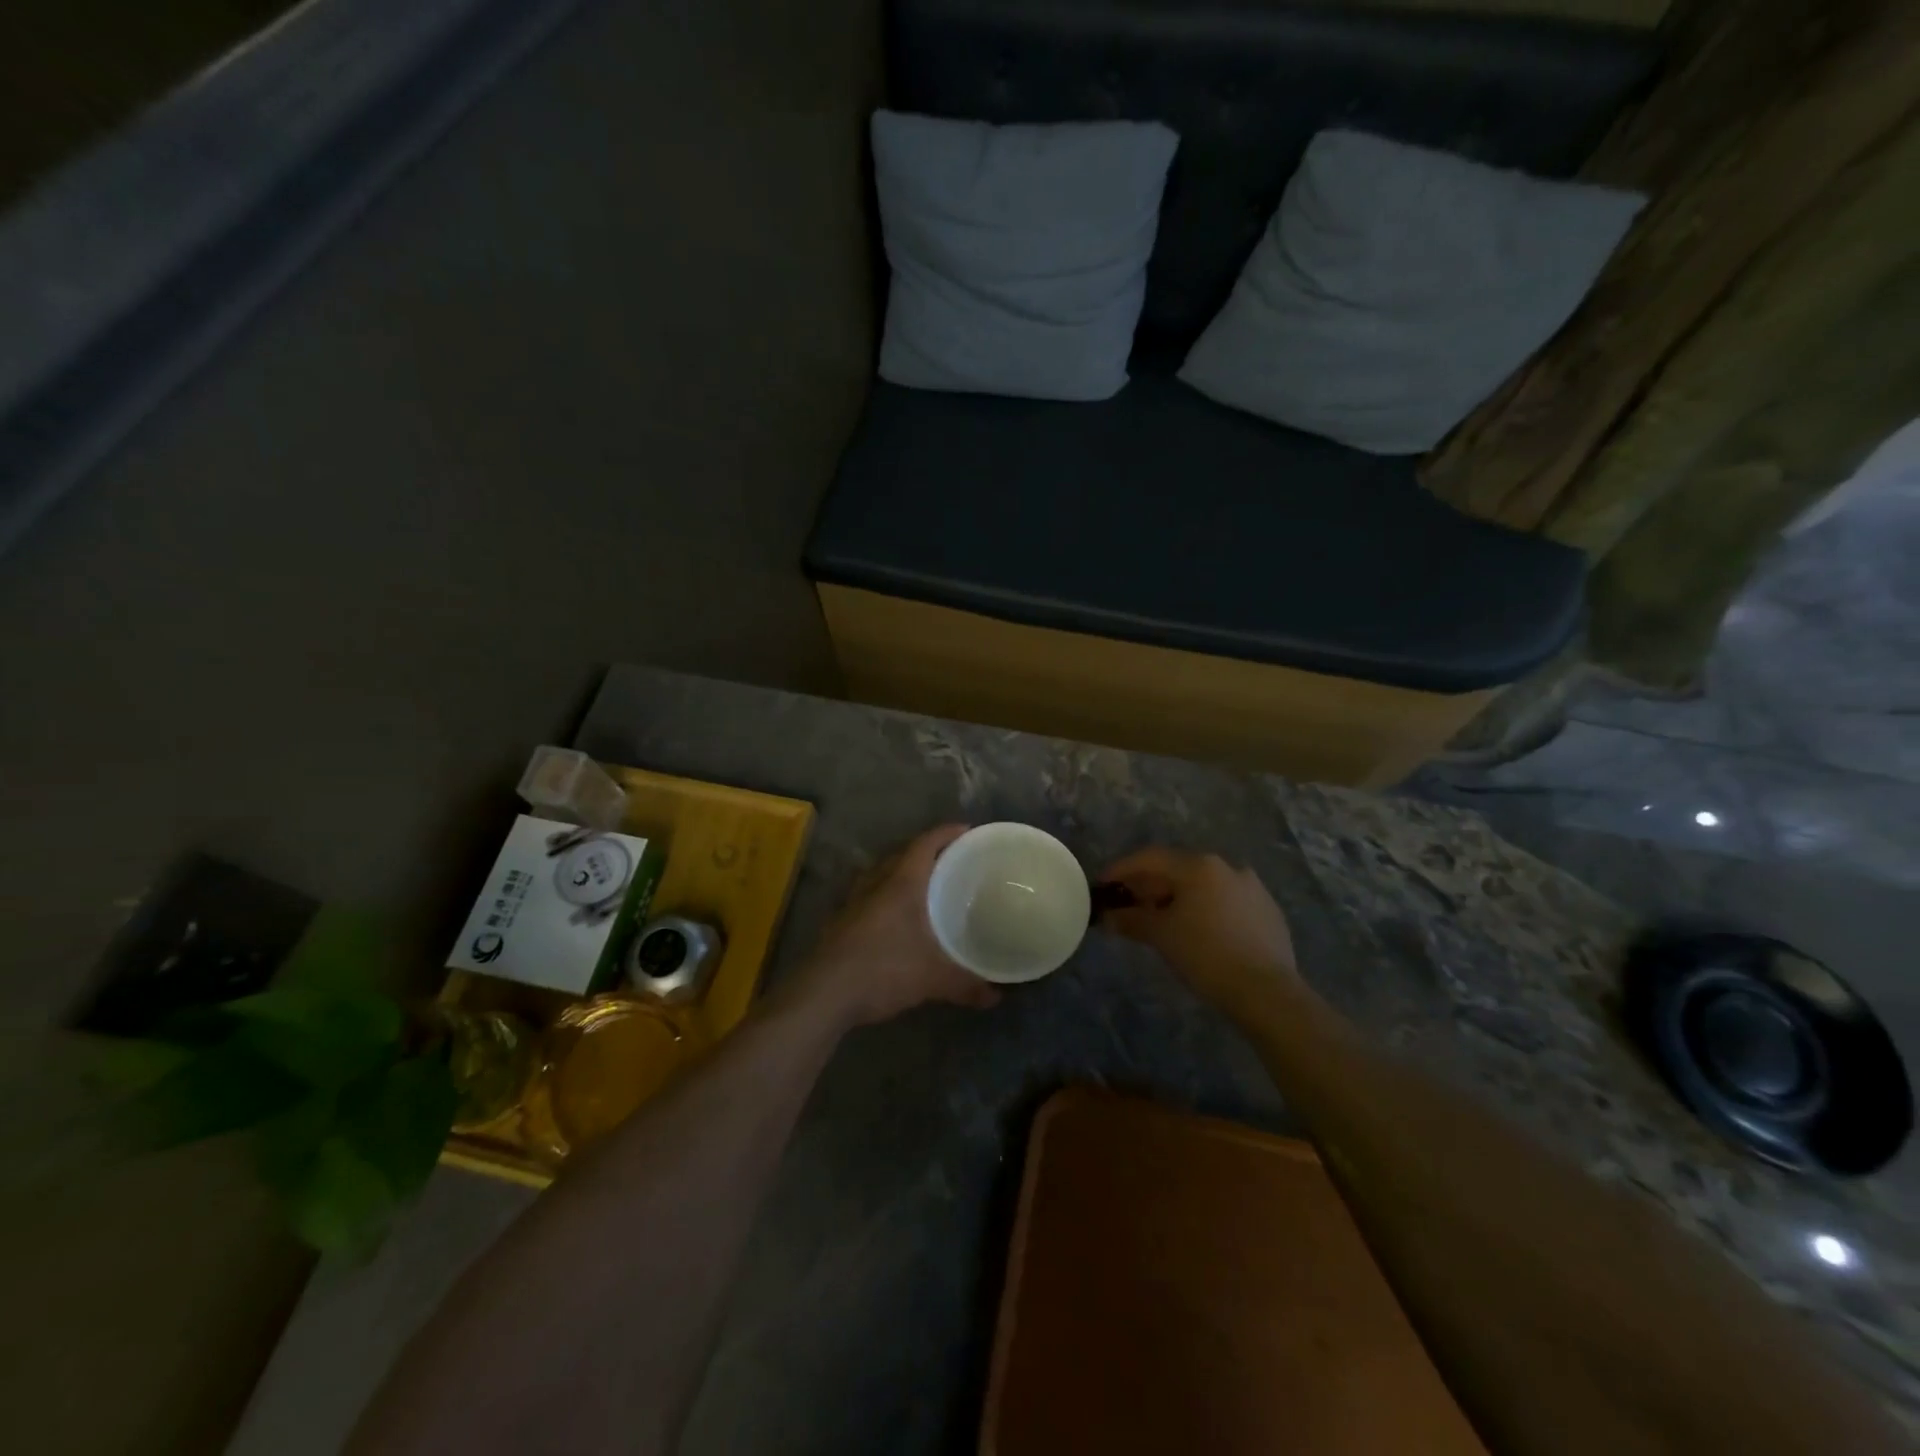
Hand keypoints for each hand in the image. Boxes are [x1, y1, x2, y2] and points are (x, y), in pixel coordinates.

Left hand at [782, 825, 999, 1029]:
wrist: (823, 994)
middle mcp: (875, 883)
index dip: (946, 833)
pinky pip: (868, 895)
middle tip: (951, 861)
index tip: (967, 830)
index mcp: (901, 883)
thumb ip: (966, 984)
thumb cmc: (883, 970)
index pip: (925, 844)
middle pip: (902, 855)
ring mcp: (853, 901)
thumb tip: (996, 997)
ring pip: (881, 874)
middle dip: (926, 853)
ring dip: (901, 873)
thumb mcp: (932, 978)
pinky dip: (884, 896)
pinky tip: (893, 916)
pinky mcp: (840, 921)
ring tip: (923, 885)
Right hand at [1095, 848, 1298, 1012]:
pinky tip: (1199, 932)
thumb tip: (1108, 917)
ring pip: (1204, 885)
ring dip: (1179, 897)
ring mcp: (1252, 887)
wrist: (1267, 991)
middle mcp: (1227, 867)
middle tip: (1130, 904)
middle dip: (1151, 885)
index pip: (1150, 858)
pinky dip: (1205, 909)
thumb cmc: (1205, 954)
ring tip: (1163, 920)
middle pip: (1178, 869)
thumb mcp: (1161, 936)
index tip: (1103, 884)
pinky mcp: (1268, 911)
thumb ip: (1131, 920)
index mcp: (1199, 865)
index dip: (1122, 869)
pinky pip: (1226, 902)